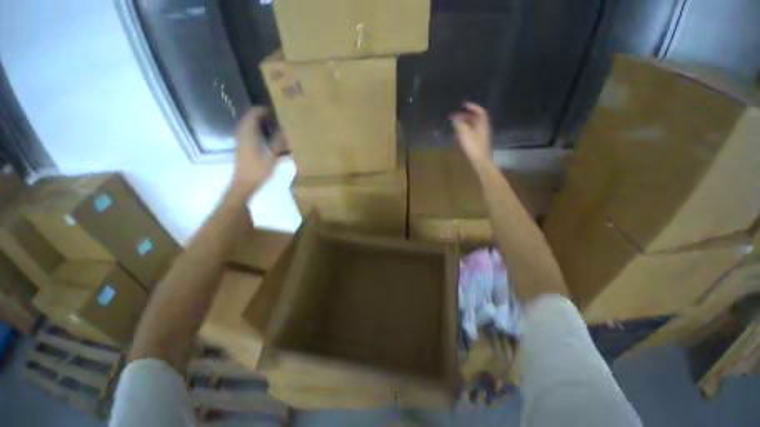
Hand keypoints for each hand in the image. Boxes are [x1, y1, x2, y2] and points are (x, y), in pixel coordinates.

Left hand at [231, 107, 286, 193]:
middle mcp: (243, 134)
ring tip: (274, 126)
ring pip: (250, 126)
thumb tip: (286, 133)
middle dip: (262, 116)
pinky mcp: (243, 147)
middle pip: (251, 118)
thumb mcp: (272, 157)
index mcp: (248, 133)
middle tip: (276, 117)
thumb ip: (279, 143)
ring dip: (260, 124)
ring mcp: (242, 141)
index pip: (254, 114)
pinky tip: (268, 138)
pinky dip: (258, 132)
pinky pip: (250, 133)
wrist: (245, 184)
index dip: (263, 110)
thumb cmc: (258, 170)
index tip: (276, 110)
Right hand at [450, 102, 492, 166]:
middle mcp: (483, 127)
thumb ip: (459, 124)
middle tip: (455, 117)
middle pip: (475, 118)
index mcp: (482, 123)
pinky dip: (465, 130)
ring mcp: (481, 135)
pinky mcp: (478, 142)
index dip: (472, 106)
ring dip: (464, 123)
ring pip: (473, 125)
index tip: (463, 105)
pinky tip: (459, 135)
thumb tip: (454, 117)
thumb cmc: (473, 146)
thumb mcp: (465, 133)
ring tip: (455, 125)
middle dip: (465, 116)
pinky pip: (472, 132)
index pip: (479, 111)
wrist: (480, 160)